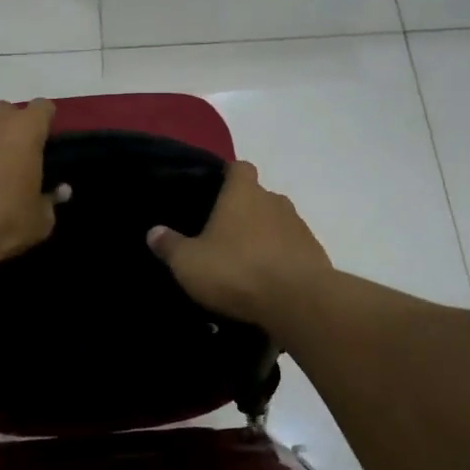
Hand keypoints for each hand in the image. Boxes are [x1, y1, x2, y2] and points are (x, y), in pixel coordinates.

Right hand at [147, 160, 331, 327]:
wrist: (298, 301)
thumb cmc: (237, 270)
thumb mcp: (189, 262)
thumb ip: (170, 245)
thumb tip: (154, 231)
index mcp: (243, 193)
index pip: (239, 168)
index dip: (227, 176)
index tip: (215, 191)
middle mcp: (274, 201)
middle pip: (258, 196)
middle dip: (244, 211)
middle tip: (223, 235)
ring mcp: (299, 227)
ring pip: (277, 223)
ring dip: (264, 237)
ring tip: (245, 262)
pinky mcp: (315, 254)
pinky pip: (293, 249)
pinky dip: (281, 259)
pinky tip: (268, 281)